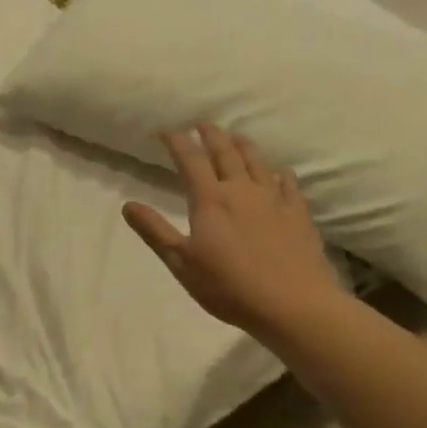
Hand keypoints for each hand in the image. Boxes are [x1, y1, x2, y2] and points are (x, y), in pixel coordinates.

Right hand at [123, 124, 338, 339]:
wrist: (293, 304)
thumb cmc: (230, 287)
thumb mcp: (181, 263)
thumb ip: (154, 232)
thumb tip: (128, 205)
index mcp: (210, 200)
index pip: (190, 160)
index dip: (177, 141)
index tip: (166, 129)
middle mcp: (241, 190)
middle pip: (225, 152)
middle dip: (210, 134)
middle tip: (201, 123)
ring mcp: (274, 199)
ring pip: (256, 161)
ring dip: (242, 145)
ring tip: (234, 136)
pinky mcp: (298, 213)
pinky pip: (288, 183)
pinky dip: (278, 172)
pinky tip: (278, 171)